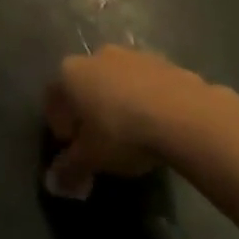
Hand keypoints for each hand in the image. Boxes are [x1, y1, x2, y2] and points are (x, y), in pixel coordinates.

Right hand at [45, 44, 211, 196]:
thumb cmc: (123, 132)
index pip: (53, 98)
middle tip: (100, 140)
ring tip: (133, 134)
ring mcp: (132, 55)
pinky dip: (146, 100)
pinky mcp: (164, 62)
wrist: (184, 114)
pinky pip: (146, 83)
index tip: (72, 147)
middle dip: (89, 110)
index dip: (59, 124)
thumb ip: (70, 169)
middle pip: (85, 84)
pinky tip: (158, 125)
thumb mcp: (92, 158)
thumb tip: (54, 183)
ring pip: (117, 81)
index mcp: (70, 73)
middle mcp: (97, 56)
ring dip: (119, 102)